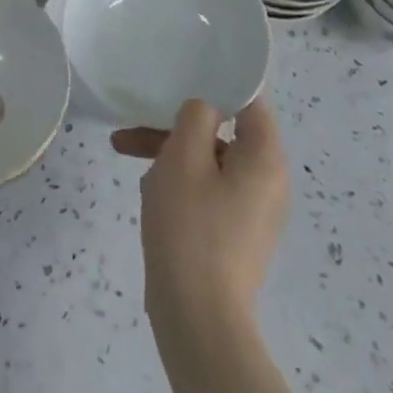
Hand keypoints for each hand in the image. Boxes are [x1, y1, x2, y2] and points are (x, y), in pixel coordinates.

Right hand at [112, 96, 288, 326]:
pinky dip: (179, 181)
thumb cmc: (191, 227)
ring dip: (169, 152)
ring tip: (123, 150)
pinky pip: (208, 189)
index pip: (249, 101)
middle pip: (222, 132)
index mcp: (265, 158)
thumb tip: (206, 108)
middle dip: (175, 125)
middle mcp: (269, 181)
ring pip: (209, 161)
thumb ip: (195, 117)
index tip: (181, 74)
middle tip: (134, 124)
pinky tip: (147, 189)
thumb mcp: (183, 157)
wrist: (198, 317)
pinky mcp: (235, 233)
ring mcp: (253, 210)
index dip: (216, 83)